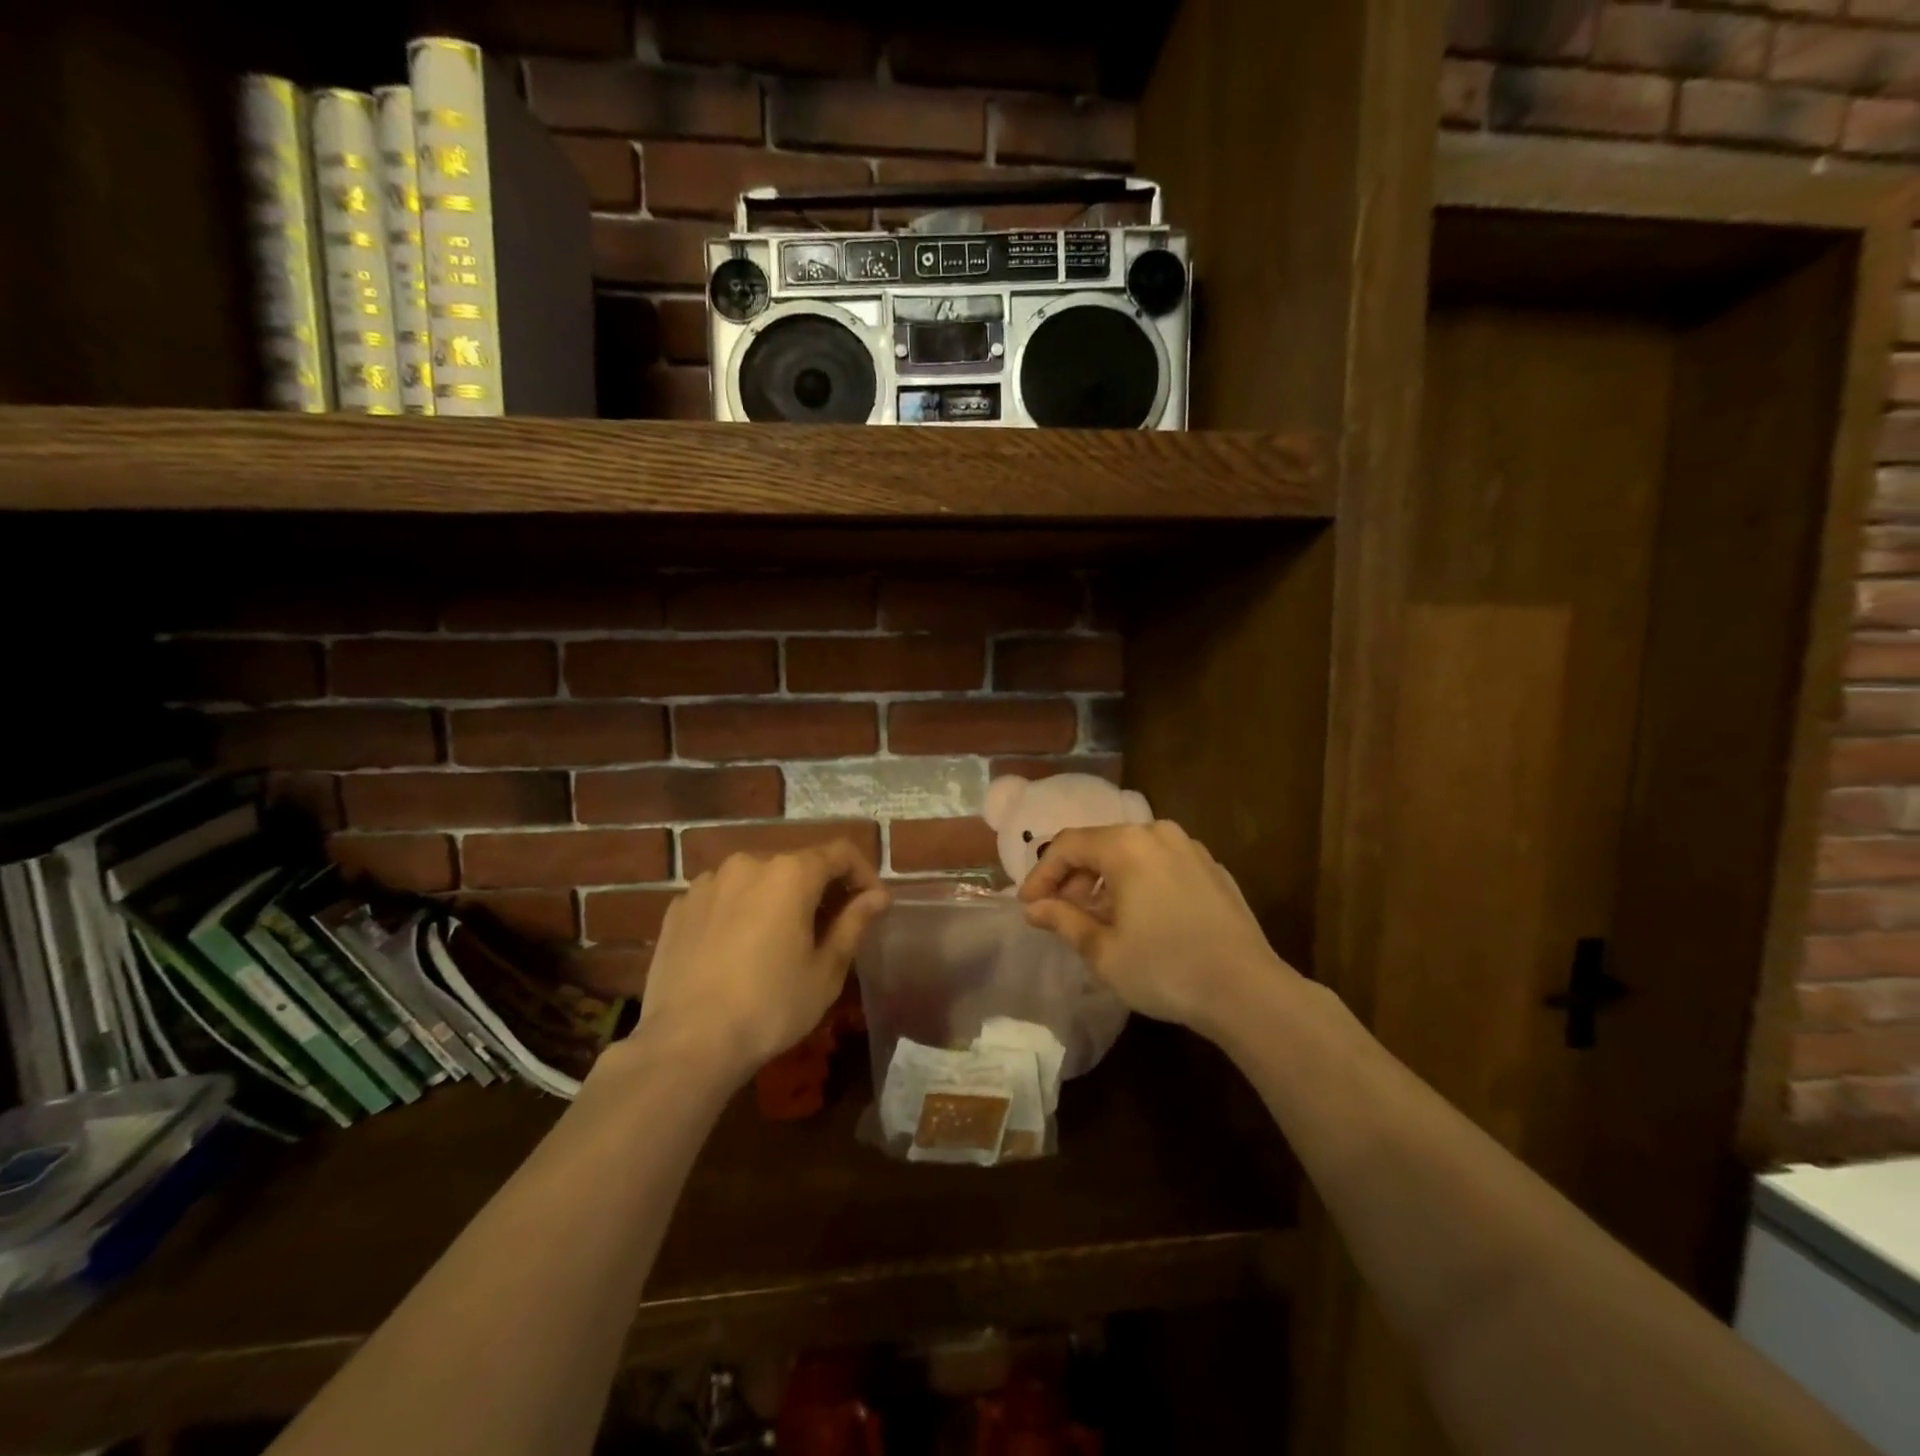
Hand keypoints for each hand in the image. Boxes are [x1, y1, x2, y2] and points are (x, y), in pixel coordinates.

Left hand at [635, 843, 889, 1086]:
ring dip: (776, 899)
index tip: (872, 904)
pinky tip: (737, 951)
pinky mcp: (679, 907)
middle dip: (820, 889)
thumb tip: (877, 896)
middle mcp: (748, 864)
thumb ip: (854, 923)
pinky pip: (722, 898)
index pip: (840, 853)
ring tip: (779, 941)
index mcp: (790, 873)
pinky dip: (739, 912)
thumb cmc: (770, 1006)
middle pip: (796, 864)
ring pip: (757, 880)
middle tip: (830, 929)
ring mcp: (708, 883)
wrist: (687, 1043)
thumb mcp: (826, 971)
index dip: (863, 874)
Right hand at [1017, 821, 1295, 1041]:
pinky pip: (1161, 864)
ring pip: (1132, 853)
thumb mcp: (1103, 951)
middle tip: (1059, 913)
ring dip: (1106, 880)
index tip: (1028, 905)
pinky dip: (1139, 882)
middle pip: (1100, 844)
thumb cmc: (1164, 968)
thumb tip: (1034, 908)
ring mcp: (1190, 848)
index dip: (1042, 874)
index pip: (1068, 845)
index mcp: (1126, 845)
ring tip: (1097, 917)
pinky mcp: (1212, 869)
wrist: (1247, 990)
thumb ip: (1063, 920)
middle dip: (1073, 877)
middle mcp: (1157, 833)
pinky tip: (1139, 917)